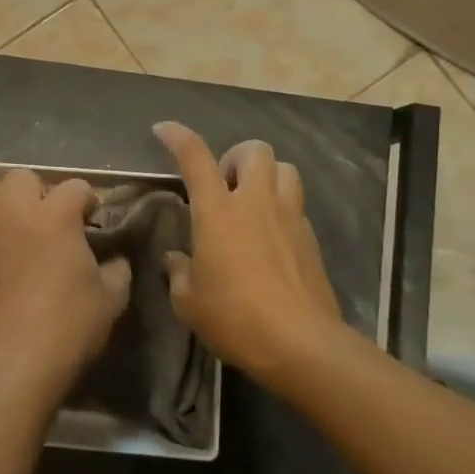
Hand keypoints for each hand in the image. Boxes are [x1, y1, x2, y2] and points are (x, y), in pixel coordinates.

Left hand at [0, 171, 131, 408]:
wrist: (18, 361)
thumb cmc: (70, 324)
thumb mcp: (111, 297)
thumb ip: (117, 268)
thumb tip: (115, 259)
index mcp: (55, 215)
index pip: (75, 186)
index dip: (89, 201)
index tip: (94, 221)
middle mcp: (16, 212)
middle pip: (22, 177)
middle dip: (40, 191)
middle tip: (52, 219)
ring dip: (7, 203)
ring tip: (22, 228)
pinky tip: (2, 253)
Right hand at [152, 122, 344, 385]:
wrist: (301, 344)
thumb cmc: (235, 319)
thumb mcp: (189, 302)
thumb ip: (179, 273)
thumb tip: (176, 259)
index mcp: (217, 212)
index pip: (195, 157)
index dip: (177, 137)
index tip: (163, 130)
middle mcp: (255, 202)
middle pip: (254, 149)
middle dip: (236, 157)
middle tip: (224, 185)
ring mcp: (289, 216)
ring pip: (285, 168)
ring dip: (267, 175)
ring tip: (253, 201)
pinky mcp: (311, 238)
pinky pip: (297, 204)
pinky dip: (283, 208)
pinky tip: (272, 236)